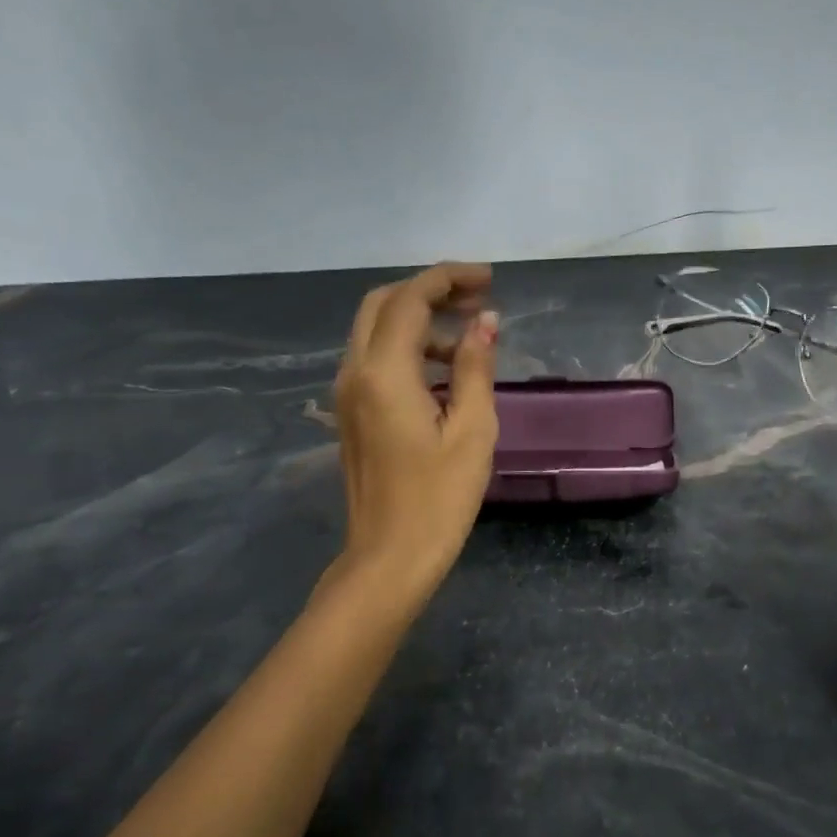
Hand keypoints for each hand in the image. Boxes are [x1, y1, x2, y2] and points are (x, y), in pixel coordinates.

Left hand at [334, 262, 499, 588]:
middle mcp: (355, 372)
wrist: (389, 558)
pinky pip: (375, 358)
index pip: (411, 300)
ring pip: (375, 329)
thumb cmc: (439, 498)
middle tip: (477, 298)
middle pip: (383, 303)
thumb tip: (484, 321)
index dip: (448, 279)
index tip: (489, 279)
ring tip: (468, 335)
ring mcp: (347, 393)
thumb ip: (475, 368)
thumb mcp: (472, 430)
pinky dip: (408, 346)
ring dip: (419, 318)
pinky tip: (444, 370)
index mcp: (384, 373)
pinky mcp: (351, 413)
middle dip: (429, 290)